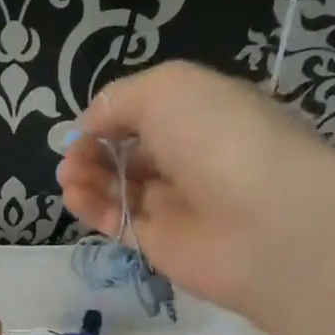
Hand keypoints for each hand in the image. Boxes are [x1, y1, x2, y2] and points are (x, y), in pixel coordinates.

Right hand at [56, 61, 333, 319]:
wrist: (265, 223)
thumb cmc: (219, 138)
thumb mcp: (167, 89)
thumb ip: (118, 100)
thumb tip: (89, 126)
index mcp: (202, 113)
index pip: (147, 112)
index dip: (111, 117)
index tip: (85, 126)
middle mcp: (190, 157)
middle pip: (129, 151)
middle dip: (93, 148)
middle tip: (72, 155)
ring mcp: (175, 204)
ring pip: (118, 187)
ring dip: (86, 177)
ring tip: (69, 175)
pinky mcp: (159, 244)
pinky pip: (117, 221)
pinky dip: (91, 207)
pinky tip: (74, 196)